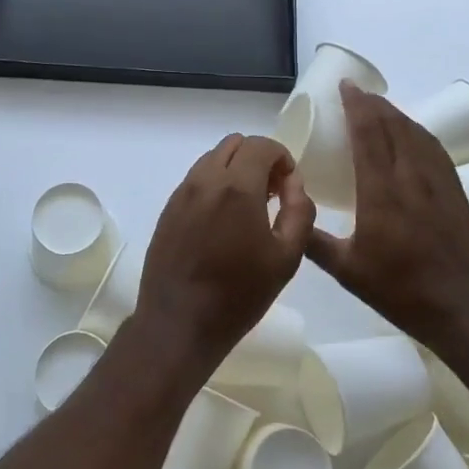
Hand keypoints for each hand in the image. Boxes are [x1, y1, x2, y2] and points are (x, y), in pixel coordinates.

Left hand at [132, 134, 314, 374]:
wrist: (178, 324)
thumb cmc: (239, 294)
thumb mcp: (287, 258)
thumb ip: (299, 211)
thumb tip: (294, 183)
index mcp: (236, 187)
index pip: (262, 145)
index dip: (282, 157)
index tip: (289, 185)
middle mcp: (205, 179)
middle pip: (235, 144)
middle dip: (258, 159)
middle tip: (271, 192)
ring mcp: (182, 192)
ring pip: (212, 158)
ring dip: (235, 169)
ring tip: (247, 207)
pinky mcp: (168, 208)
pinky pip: (196, 179)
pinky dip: (214, 184)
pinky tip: (222, 221)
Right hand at [306, 83, 468, 350]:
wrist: (466, 311)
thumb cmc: (401, 292)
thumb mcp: (348, 271)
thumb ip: (314, 242)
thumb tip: (290, 216)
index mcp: (382, 192)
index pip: (369, 133)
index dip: (357, 105)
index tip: (346, 86)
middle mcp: (411, 178)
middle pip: (394, 125)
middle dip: (374, 103)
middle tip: (356, 92)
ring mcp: (438, 183)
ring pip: (416, 133)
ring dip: (396, 114)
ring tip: (379, 107)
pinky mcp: (456, 192)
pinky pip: (434, 148)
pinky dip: (417, 131)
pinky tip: (412, 134)